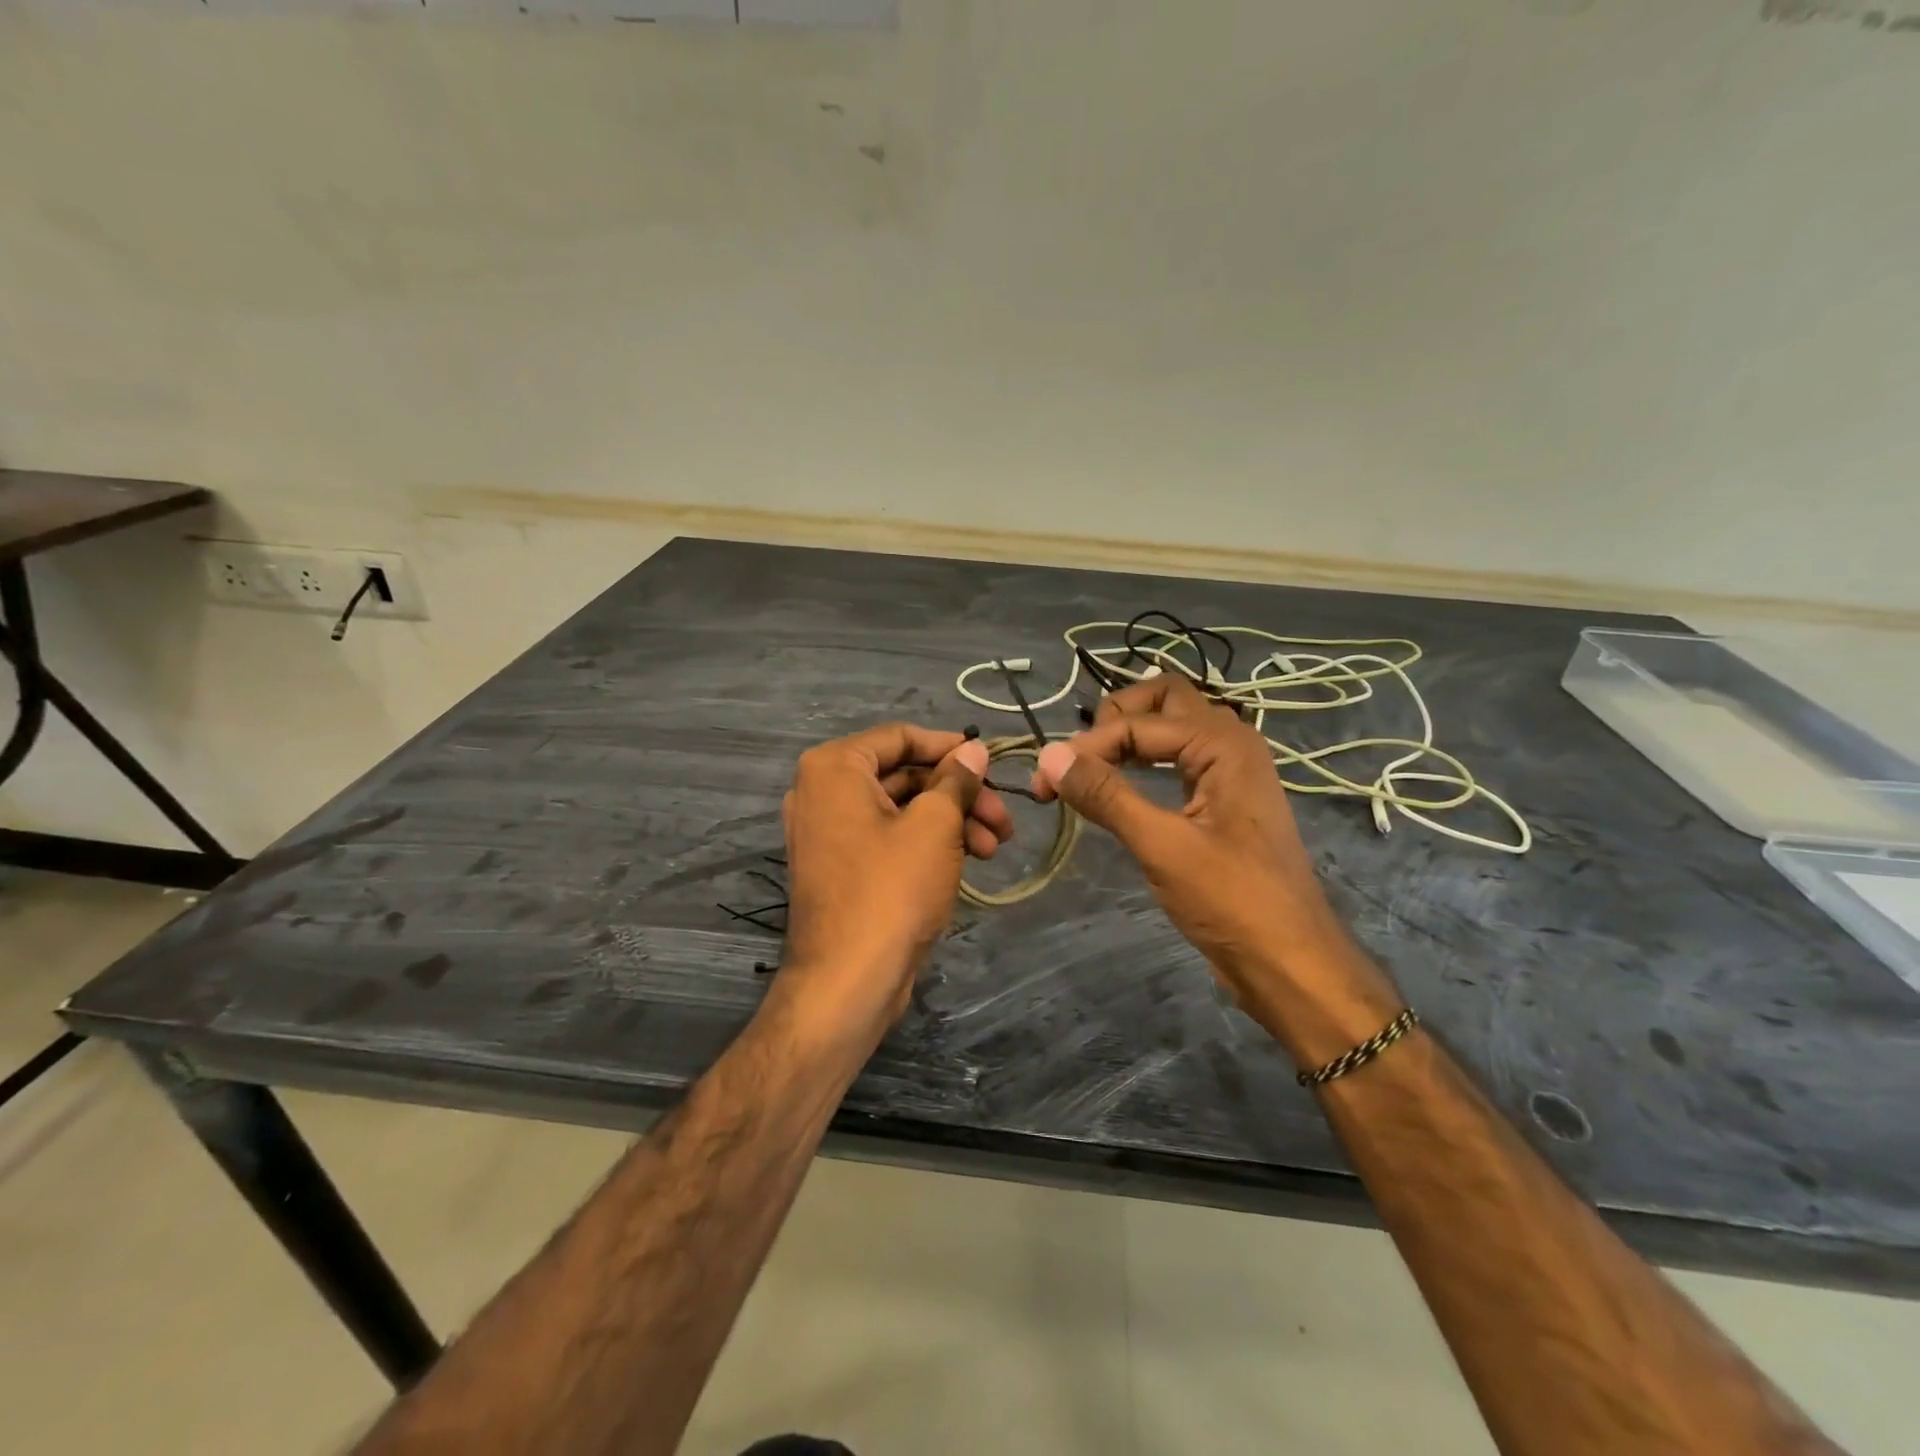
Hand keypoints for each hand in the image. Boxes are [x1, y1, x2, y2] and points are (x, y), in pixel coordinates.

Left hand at [776, 724, 1010, 1043]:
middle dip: (959, 794)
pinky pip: (889, 838)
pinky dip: (928, 843)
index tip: (990, 761)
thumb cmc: (891, 889)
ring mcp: (830, 833)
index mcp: (834, 768)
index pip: (900, 737)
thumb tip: (972, 750)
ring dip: (952, 821)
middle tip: (1003, 816)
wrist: (848, 982)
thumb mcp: (934, 825)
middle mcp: (823, 792)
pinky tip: (970, 860)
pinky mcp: (843, 867)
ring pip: (902, 809)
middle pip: (904, 775)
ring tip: (996, 846)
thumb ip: (955, 780)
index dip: (949, 746)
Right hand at [1032, 675, 1400, 1059]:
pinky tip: (1118, 788)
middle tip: (1079, 759)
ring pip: (1170, 728)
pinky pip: (1176, 760)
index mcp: (1223, 744)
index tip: (1045, 783)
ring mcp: (1228, 772)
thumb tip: (1049, 755)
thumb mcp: (1163, 846)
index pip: (1138, 723)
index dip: (1087, 747)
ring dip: (1128, 738)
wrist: (1291, 963)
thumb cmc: (1233, 902)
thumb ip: (1106, 795)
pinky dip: (1143, 763)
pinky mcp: (1221, 801)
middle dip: (1114, 719)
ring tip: (1089, 771)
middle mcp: (1229, 744)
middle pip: (1163, 701)